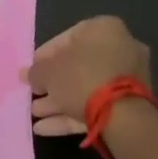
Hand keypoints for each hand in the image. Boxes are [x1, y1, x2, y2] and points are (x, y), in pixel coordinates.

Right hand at [26, 16, 151, 136]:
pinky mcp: (130, 107)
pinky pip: (96, 106)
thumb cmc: (82, 77)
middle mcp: (121, 50)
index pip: (68, 37)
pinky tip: (45, 128)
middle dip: (53, 82)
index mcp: (105, 29)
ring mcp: (129, 80)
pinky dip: (71, 114)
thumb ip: (36, 71)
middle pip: (77, 66)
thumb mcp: (49, 71)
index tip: (33, 69)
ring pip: (86, 88)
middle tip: (34, 92)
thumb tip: (27, 75)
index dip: (45, 55)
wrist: (124, 118)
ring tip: (34, 113)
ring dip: (59, 101)